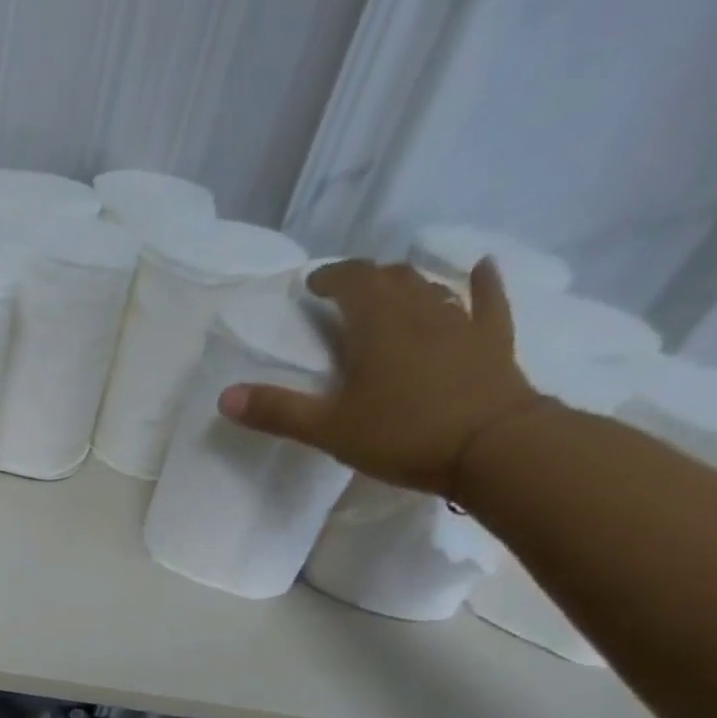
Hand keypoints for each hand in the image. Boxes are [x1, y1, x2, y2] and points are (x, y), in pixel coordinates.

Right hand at [217, 257, 544, 497]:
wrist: (491, 447)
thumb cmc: (401, 434)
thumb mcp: (328, 429)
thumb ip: (277, 412)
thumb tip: (224, 397)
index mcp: (377, 325)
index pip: (351, 282)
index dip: (330, 277)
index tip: (312, 285)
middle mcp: (420, 311)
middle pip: (391, 279)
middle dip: (365, 279)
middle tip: (345, 292)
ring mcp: (461, 323)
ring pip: (431, 289)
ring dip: (407, 285)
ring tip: (392, 291)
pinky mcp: (492, 342)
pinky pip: (487, 302)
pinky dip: (481, 283)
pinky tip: (479, 269)